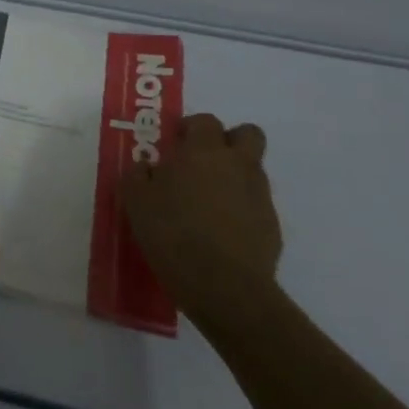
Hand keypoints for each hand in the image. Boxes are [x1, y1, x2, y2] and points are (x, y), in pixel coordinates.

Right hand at [121, 113, 283, 332]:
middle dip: (229, 141)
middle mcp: (237, 165)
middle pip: (247, 134)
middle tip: (204, 162)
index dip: (190, 129)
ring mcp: (259, 196)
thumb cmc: (173, 234)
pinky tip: (221, 233)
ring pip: (252, 171)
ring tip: (208, 204)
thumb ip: (138, 176)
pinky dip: (242, 211)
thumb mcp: (136, 201)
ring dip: (234, 177)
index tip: (174, 145)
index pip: (205, 121)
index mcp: (204, 151)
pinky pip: (256, 206)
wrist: (225, 288)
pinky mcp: (272, 228)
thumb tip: (147, 168)